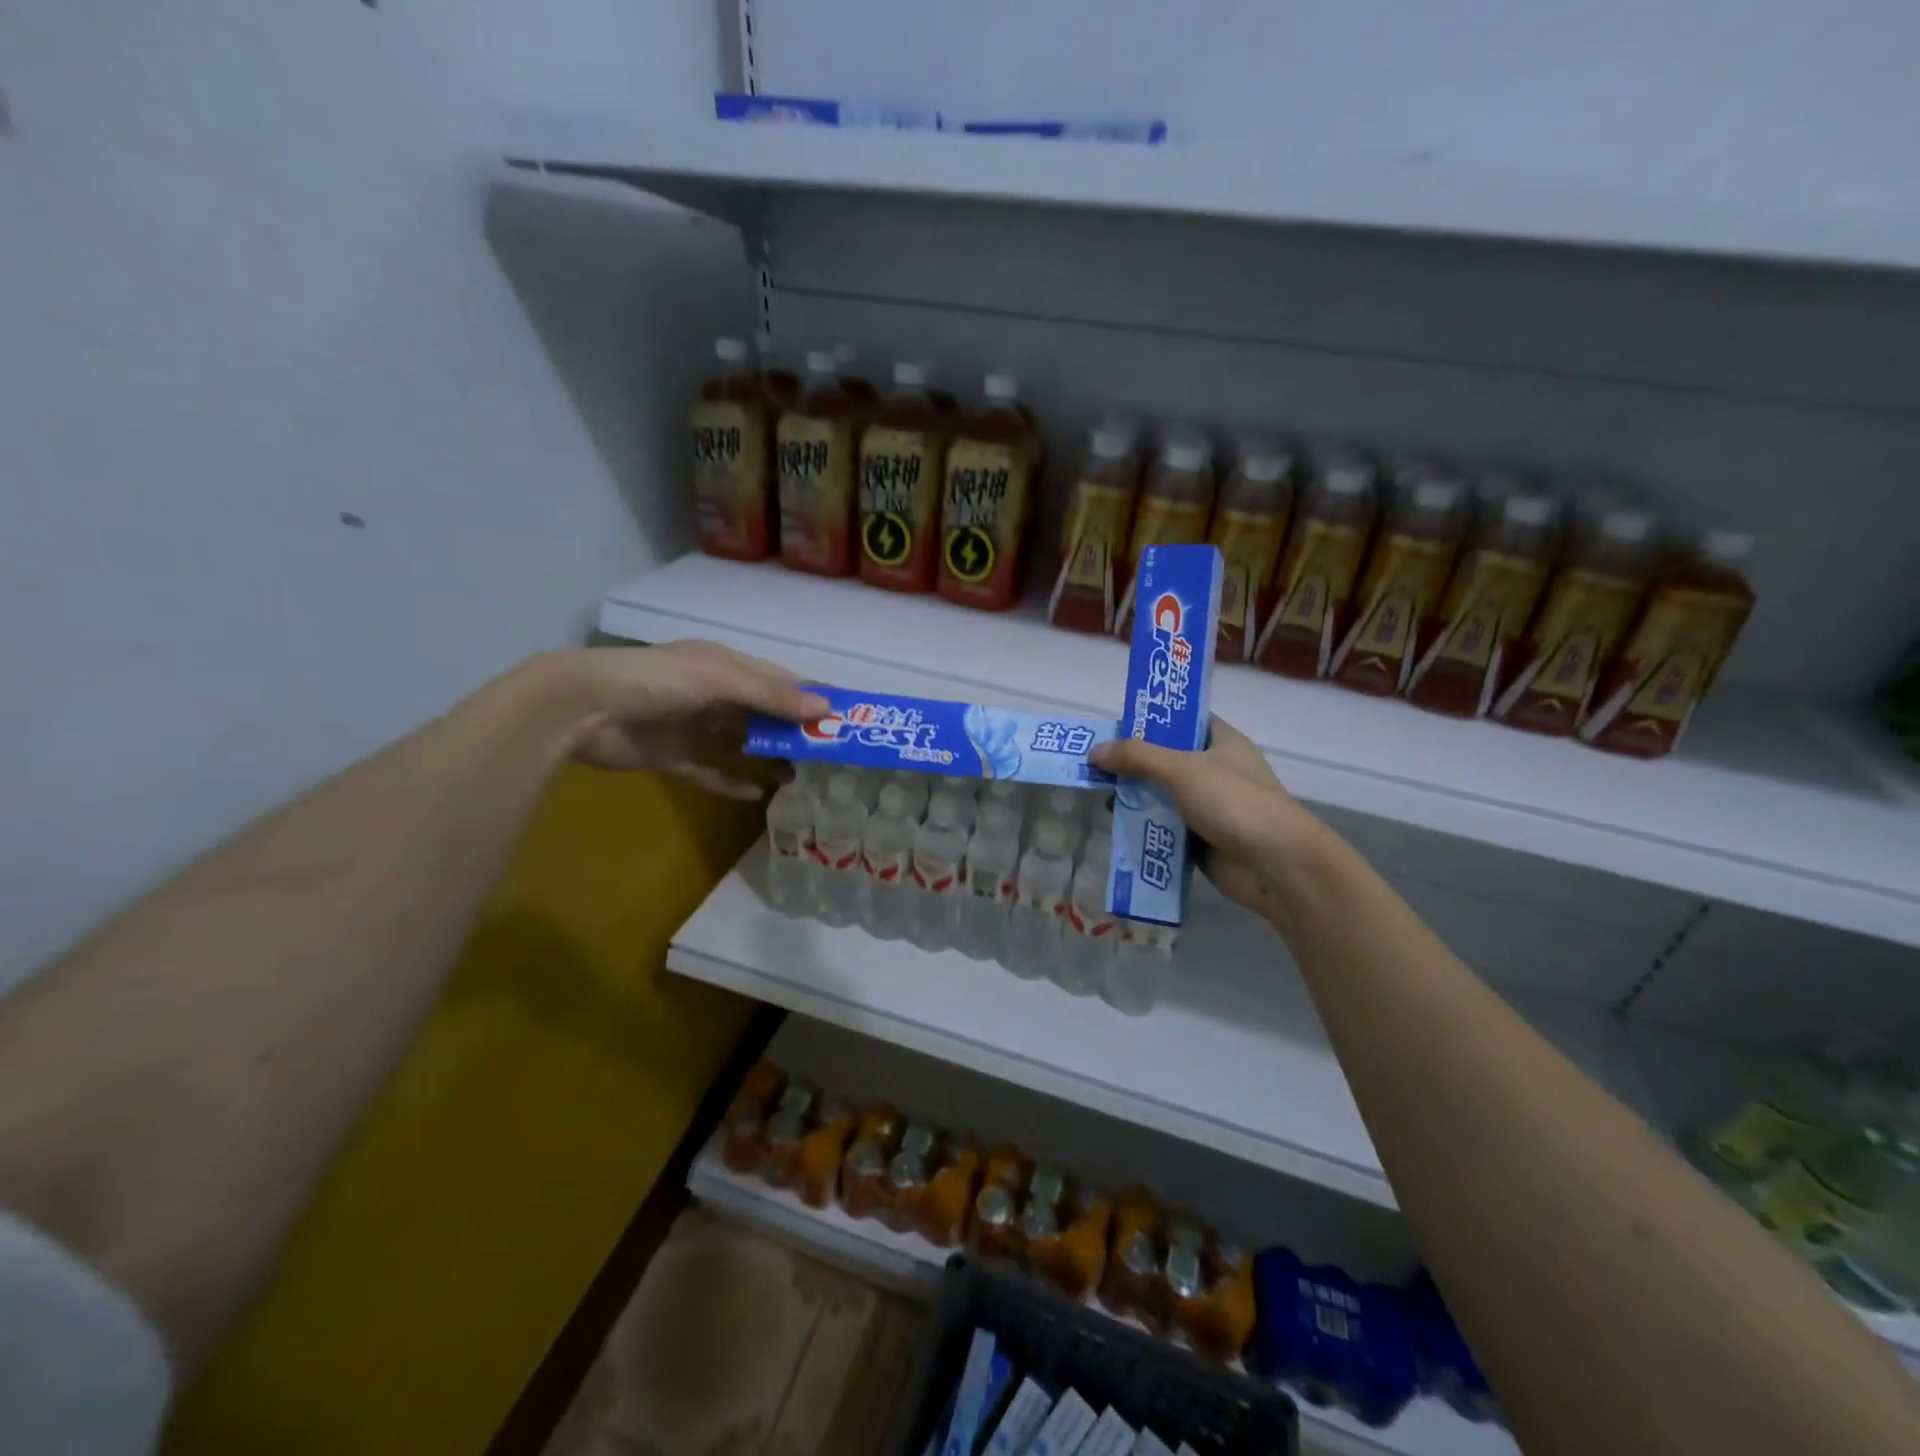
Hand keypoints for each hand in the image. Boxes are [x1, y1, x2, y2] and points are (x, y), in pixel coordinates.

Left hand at [536, 641, 828, 798]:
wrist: (582, 708)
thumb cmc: (656, 681)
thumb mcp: (719, 679)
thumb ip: (770, 695)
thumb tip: (825, 708)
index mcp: (723, 667)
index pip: (777, 680)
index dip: (808, 696)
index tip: (842, 715)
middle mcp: (711, 696)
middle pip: (762, 715)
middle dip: (792, 731)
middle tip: (827, 752)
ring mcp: (691, 728)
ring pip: (740, 745)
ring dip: (767, 758)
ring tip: (798, 774)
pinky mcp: (673, 758)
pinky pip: (711, 772)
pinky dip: (733, 781)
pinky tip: (757, 793)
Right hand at [1090, 718, 1328, 928]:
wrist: (1276, 865)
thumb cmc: (1234, 802)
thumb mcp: (1181, 769)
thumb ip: (1138, 757)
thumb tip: (1095, 751)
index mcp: (1222, 742)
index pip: (1184, 721)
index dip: (1152, 720)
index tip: (1116, 726)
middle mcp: (1216, 770)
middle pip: (1167, 760)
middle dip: (1134, 763)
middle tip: (1096, 764)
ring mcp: (1211, 807)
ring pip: (1164, 796)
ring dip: (1136, 798)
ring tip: (1098, 796)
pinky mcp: (1203, 840)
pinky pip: (1166, 829)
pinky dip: (1146, 829)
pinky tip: (1117, 828)